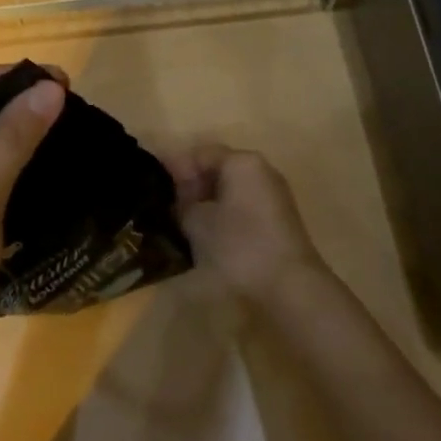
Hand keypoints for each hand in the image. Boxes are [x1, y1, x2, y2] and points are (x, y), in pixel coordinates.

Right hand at [165, 145, 331, 308]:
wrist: (288, 286)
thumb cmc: (238, 245)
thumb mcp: (196, 222)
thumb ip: (181, 202)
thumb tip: (176, 198)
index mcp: (242, 162)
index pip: (200, 153)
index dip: (173, 168)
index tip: (152, 188)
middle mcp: (261, 171)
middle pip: (217, 169)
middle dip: (190, 186)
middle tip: (166, 208)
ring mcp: (272, 195)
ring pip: (229, 189)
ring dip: (206, 202)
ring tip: (182, 224)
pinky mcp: (277, 220)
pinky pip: (242, 206)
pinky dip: (223, 214)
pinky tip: (207, 235)